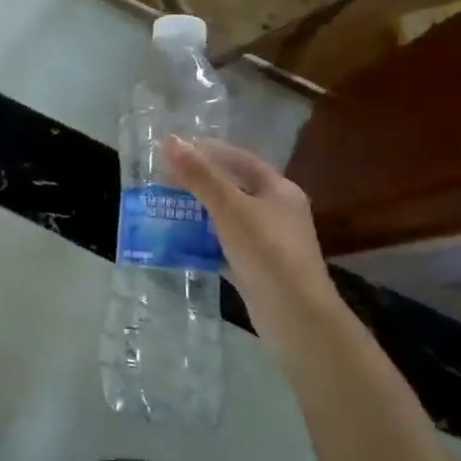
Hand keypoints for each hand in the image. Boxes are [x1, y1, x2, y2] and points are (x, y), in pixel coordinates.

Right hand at [162, 136, 343, 367]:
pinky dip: (205, 242)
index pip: (240, 159)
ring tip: (165, 207)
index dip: (208, 151)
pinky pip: (226, 245)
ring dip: (199, 213)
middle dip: (199, 183)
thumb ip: (200, 175)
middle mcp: (277, 212)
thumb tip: (169, 140)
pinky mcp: (259, 269)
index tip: (174, 150)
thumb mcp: (230, 209)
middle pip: (234, 187)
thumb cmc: (267, 253)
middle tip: (163, 180)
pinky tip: (181, 243)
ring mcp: (269, 242)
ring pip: (228, 218)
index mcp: (279, 190)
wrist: (297, 319)